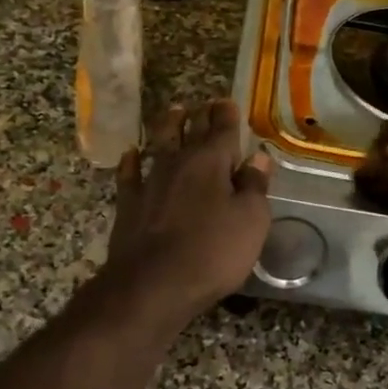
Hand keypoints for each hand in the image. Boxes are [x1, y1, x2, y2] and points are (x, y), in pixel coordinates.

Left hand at [104, 99, 272, 322]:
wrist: (153, 285)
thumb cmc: (213, 252)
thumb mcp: (251, 221)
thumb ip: (255, 186)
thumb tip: (258, 158)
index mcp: (212, 162)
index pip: (222, 128)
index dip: (227, 114)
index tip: (229, 102)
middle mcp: (179, 162)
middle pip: (190, 129)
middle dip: (200, 115)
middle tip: (205, 104)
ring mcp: (150, 181)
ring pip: (159, 142)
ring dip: (168, 125)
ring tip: (174, 111)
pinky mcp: (129, 204)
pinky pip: (129, 174)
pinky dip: (131, 161)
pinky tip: (131, 154)